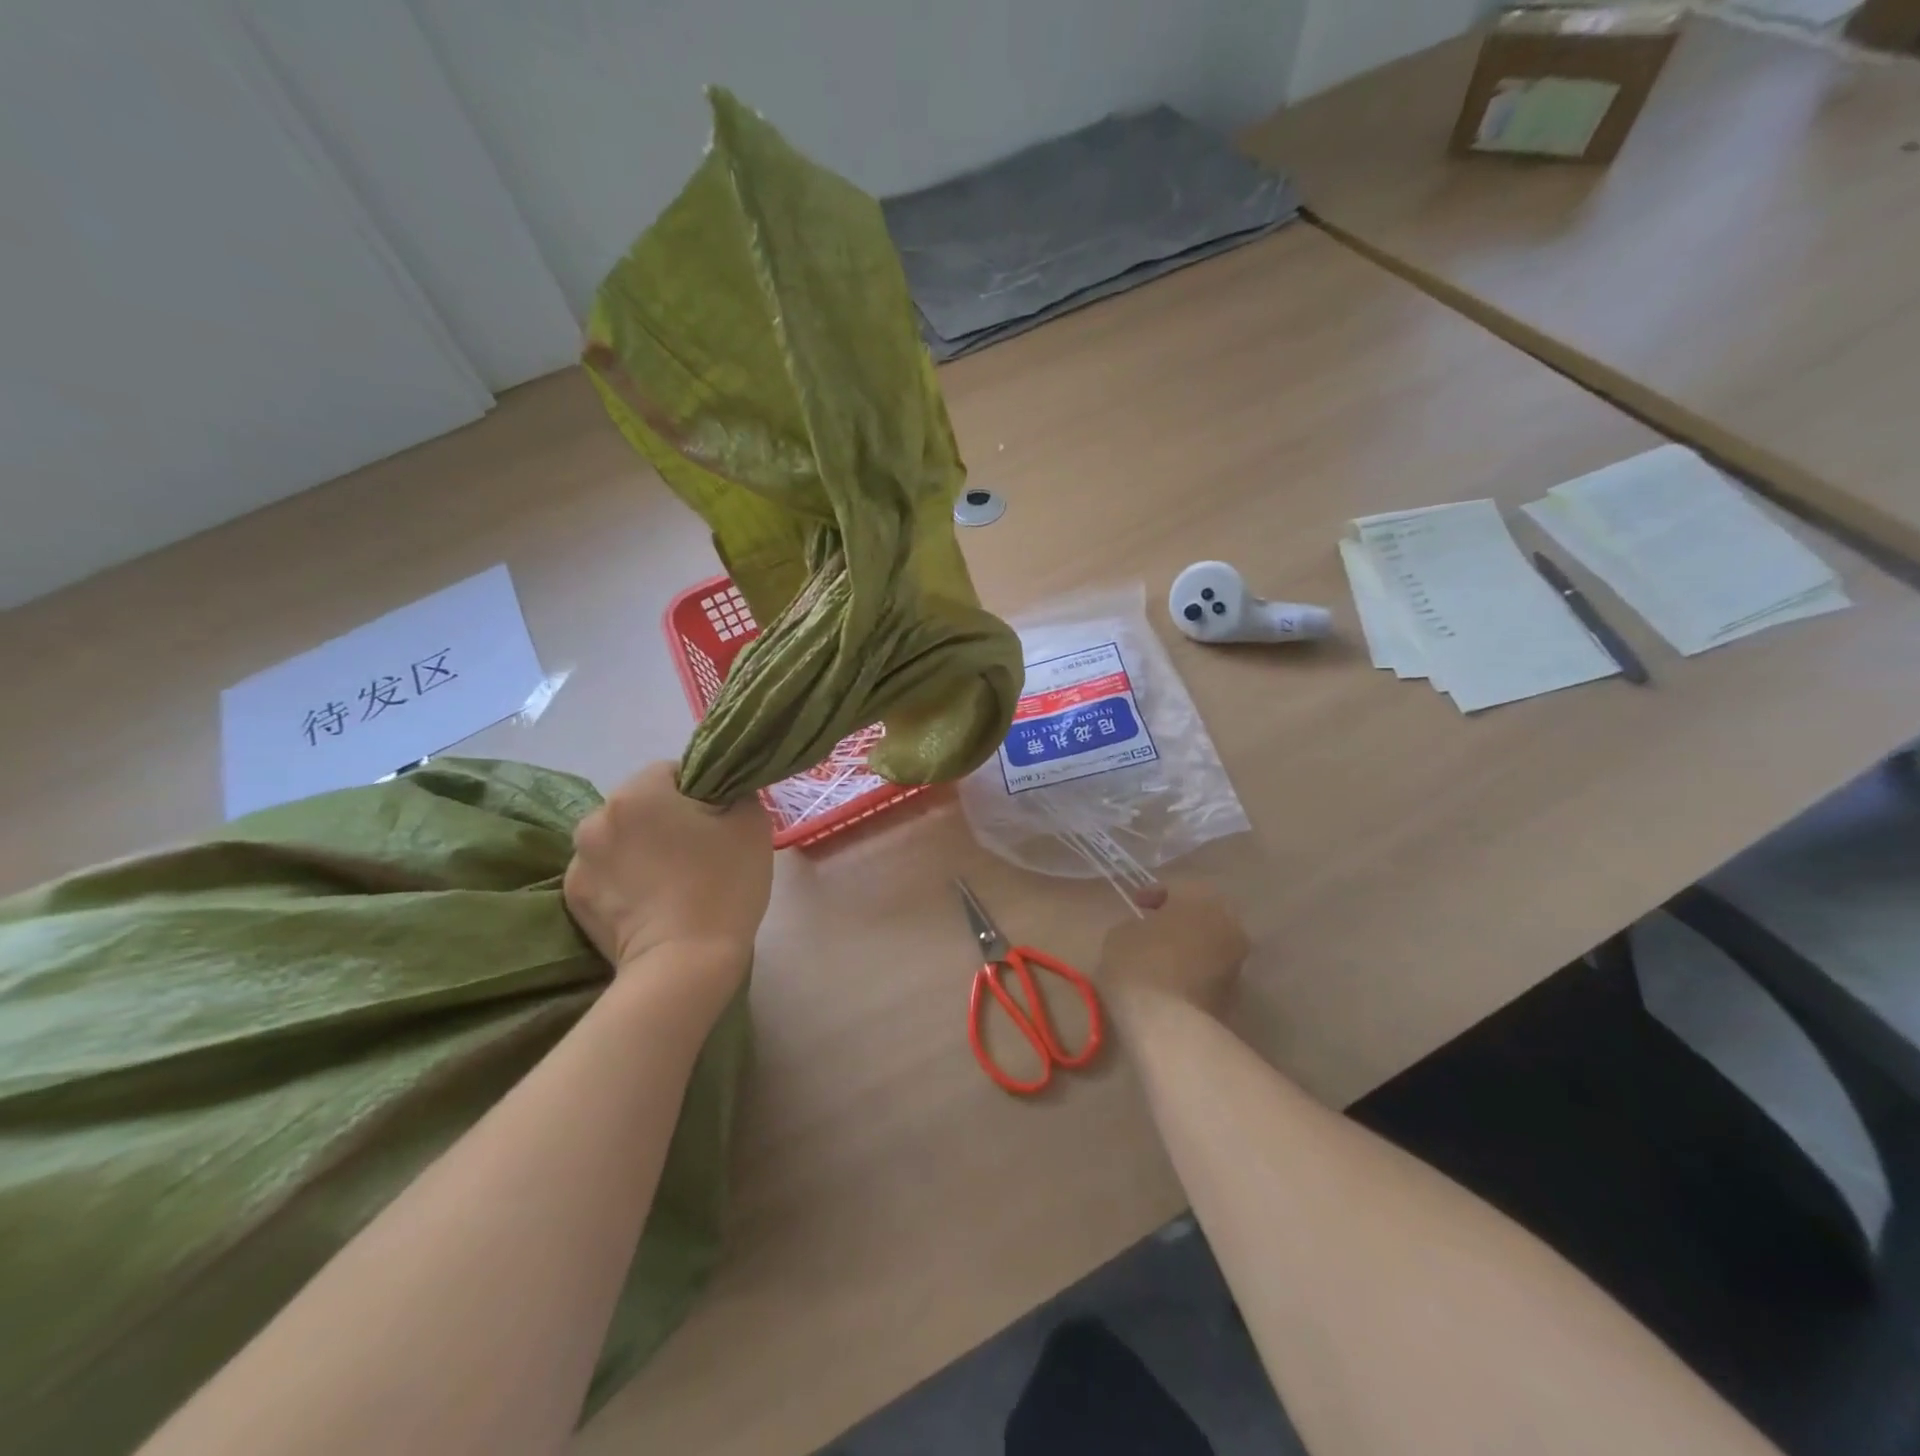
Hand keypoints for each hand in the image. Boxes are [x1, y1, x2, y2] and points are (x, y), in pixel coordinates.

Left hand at [563, 762, 772, 979]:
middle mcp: (596, 818)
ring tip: (672, 882)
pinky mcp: (573, 900)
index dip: (702, 790)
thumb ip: (738, 793)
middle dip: (667, 819)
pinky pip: (606, 874)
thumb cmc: (723, 884)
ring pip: (621, 840)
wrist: (686, 964)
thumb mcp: (752, 824)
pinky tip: (651, 903)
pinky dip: (625, 881)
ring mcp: (579, 862)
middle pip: (641, 805)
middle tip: (700, 851)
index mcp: (637, 792)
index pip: (672, 771)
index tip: (720, 820)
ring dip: (641, 849)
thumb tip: (723, 793)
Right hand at [1097, 884, 1249, 1014]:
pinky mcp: (1235, 995)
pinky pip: (1211, 971)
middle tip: (1153, 927)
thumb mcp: (1122, 933)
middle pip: (1202, 914)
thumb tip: (1150, 932)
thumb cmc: (1140, 965)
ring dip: (1190, 945)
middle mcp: (1228, 925)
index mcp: (1202, 900)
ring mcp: (1237, 962)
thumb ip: (1140, 924)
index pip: (1179, 887)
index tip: (1136, 905)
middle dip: (1179, 919)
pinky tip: (1171, 980)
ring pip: (1211, 943)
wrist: (1168, 1024)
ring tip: (1161, 956)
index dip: (1154, 894)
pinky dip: (1195, 970)